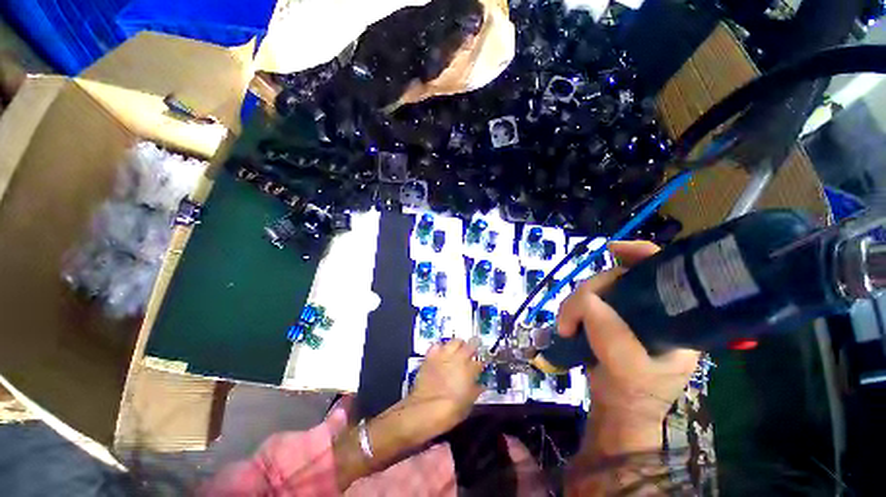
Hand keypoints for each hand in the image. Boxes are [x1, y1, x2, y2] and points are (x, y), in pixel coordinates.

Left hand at [406, 338, 484, 435]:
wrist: (425, 410)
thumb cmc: (449, 411)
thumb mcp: (467, 405)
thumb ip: (475, 391)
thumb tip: (480, 386)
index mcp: (470, 371)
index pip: (480, 362)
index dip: (482, 364)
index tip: (481, 365)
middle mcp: (458, 359)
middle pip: (470, 345)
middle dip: (474, 346)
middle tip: (473, 350)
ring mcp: (444, 355)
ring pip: (455, 341)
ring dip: (459, 344)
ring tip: (459, 348)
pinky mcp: (431, 356)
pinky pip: (437, 345)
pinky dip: (441, 347)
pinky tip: (441, 352)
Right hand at [558, 241, 699, 452]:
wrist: (616, 411)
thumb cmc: (633, 394)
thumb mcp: (628, 369)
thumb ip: (611, 334)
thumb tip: (587, 300)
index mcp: (675, 319)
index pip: (664, 272)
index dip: (640, 253)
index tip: (610, 250)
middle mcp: (652, 310)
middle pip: (618, 278)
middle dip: (588, 292)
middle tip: (569, 317)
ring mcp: (626, 314)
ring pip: (596, 289)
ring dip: (573, 304)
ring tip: (565, 327)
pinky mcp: (606, 319)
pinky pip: (586, 301)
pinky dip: (572, 308)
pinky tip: (567, 323)